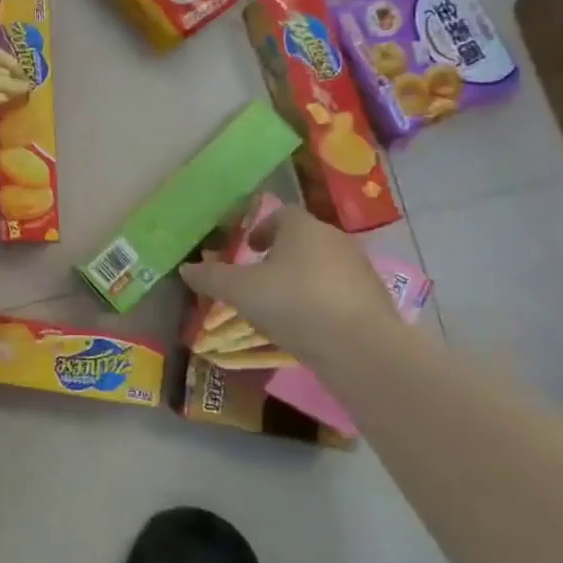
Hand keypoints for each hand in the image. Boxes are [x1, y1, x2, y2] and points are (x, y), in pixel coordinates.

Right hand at [179, 205, 398, 364]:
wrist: (361, 348)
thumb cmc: (293, 304)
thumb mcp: (240, 291)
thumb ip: (212, 277)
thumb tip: (186, 267)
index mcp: (302, 227)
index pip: (281, 214)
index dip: (262, 229)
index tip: (248, 248)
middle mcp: (335, 239)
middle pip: (303, 239)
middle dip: (281, 255)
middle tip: (260, 278)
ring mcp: (360, 269)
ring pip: (323, 266)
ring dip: (303, 279)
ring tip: (283, 306)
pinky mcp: (375, 300)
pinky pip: (341, 293)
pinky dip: (323, 302)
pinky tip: (310, 327)